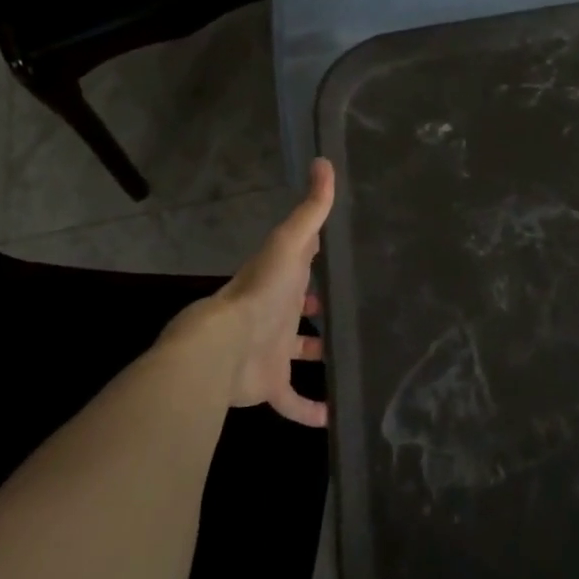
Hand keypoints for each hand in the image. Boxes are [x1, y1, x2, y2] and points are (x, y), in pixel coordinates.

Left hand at [160, 158, 335, 426]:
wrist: (224, 348)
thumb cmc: (261, 292)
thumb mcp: (290, 244)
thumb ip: (311, 209)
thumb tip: (324, 161)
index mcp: (279, 281)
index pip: (300, 265)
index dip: (318, 259)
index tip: (343, 256)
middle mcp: (274, 315)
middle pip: (299, 311)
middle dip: (319, 308)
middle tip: (354, 309)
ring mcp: (271, 352)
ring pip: (298, 354)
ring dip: (319, 356)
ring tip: (352, 357)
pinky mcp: (271, 386)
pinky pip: (293, 401)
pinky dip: (311, 411)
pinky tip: (334, 418)